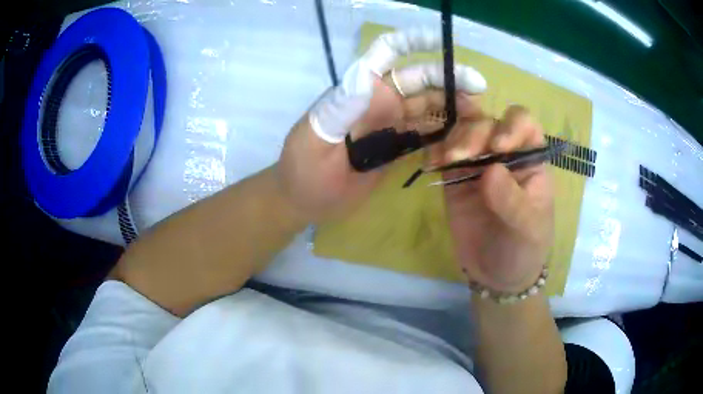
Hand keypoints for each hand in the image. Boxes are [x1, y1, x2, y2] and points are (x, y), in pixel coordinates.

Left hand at [276, 28, 485, 222]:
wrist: (304, 201)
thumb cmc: (302, 171)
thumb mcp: (314, 140)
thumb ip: (339, 109)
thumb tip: (366, 75)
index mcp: (360, 91)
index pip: (388, 54)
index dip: (414, 42)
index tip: (443, 41)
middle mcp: (379, 101)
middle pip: (420, 81)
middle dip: (450, 81)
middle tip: (479, 91)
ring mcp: (390, 124)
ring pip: (429, 107)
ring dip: (454, 107)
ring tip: (479, 117)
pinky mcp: (397, 146)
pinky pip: (426, 132)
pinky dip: (446, 132)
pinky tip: (463, 137)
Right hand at [436, 106, 553, 292]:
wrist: (497, 274)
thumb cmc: (524, 248)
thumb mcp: (528, 229)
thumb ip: (512, 200)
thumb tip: (490, 170)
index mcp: (530, 160)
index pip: (524, 123)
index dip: (511, 125)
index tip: (498, 147)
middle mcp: (504, 155)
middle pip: (487, 123)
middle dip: (473, 134)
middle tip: (461, 157)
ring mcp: (478, 165)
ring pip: (463, 132)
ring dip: (452, 140)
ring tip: (444, 161)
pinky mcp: (455, 179)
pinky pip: (443, 154)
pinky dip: (434, 153)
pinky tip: (431, 164)